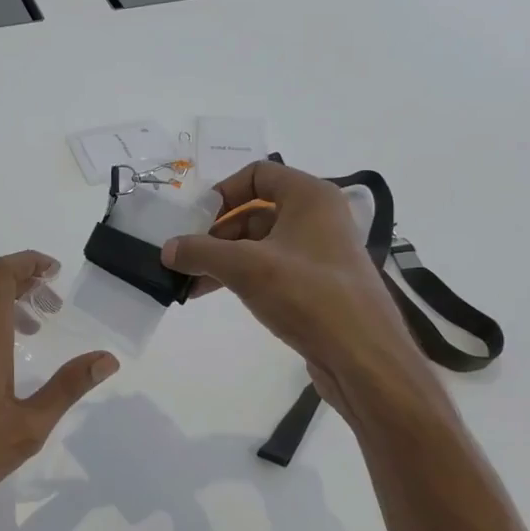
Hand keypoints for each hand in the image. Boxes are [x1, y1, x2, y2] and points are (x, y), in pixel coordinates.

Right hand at [161, 162, 454, 442]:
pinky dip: (242, 276)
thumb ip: (201, 252)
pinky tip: (214, 294)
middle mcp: (318, 218)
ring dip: (224, 258)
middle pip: (255, 211)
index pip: (258, 174)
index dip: (224, 191)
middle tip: (186, 256)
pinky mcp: (318, 286)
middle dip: (216, 233)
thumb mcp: (245, 267)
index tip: (196, 219)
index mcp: (310, 197)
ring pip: (260, 244)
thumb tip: (167, 250)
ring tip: (189, 282)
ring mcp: (320, 253)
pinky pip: (272, 269)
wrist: (363, 357)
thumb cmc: (307, 295)